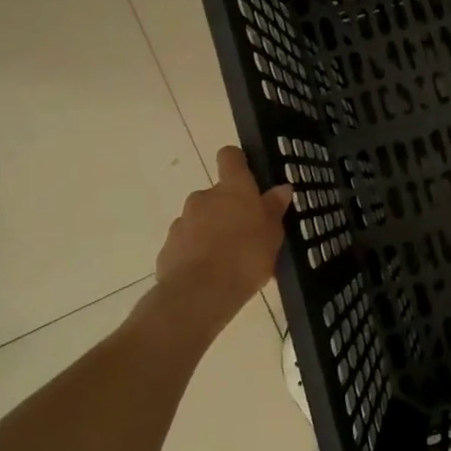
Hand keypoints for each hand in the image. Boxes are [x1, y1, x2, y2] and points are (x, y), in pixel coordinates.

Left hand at [156, 147, 293, 318]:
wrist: (199, 294)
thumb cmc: (245, 258)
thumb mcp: (272, 236)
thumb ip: (274, 210)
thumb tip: (281, 188)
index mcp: (233, 189)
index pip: (230, 156)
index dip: (238, 162)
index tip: (248, 176)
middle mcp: (204, 197)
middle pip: (217, 194)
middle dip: (229, 209)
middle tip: (248, 234)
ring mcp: (182, 221)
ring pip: (202, 219)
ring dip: (213, 231)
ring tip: (230, 260)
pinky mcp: (169, 246)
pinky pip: (188, 242)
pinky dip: (198, 251)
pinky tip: (212, 273)